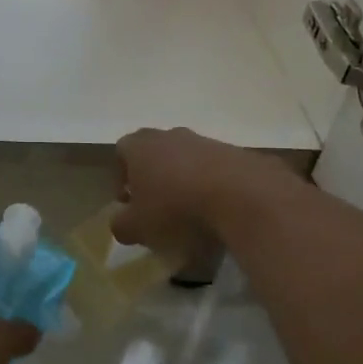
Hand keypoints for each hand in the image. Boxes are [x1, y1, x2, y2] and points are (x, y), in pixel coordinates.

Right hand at [112, 127, 289, 253]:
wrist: (242, 196)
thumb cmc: (176, 208)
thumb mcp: (138, 227)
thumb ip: (121, 226)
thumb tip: (121, 224)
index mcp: (140, 146)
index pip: (121, 151)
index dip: (121, 176)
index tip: (128, 202)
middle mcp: (170, 135)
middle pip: (154, 152)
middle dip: (152, 177)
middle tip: (157, 206)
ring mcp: (204, 141)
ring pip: (186, 159)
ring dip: (183, 180)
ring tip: (190, 212)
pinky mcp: (234, 152)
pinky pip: (214, 169)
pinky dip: (211, 185)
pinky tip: (217, 210)